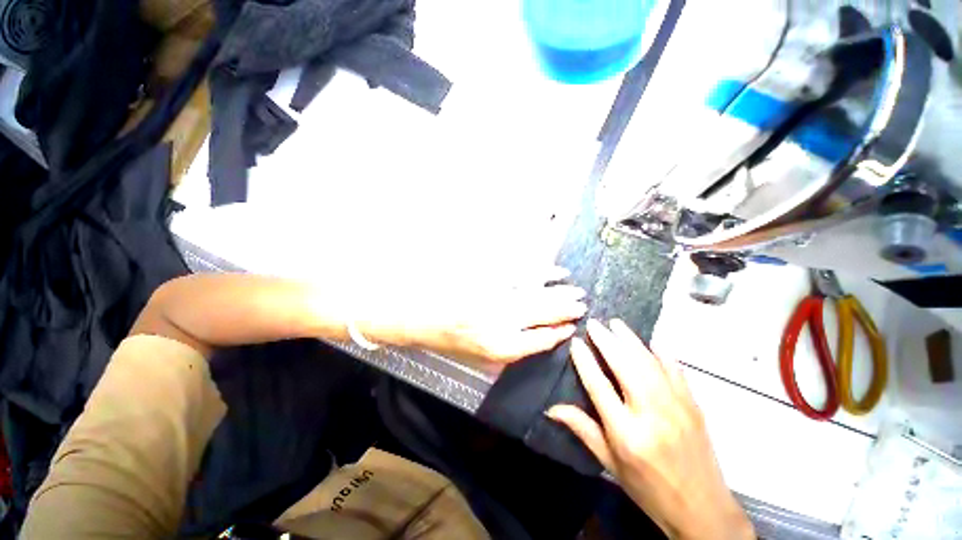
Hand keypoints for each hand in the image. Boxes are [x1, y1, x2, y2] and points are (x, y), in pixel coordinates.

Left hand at [360, 266, 586, 366]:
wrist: (416, 312)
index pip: (538, 342)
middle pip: (543, 315)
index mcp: (497, 347)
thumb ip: (505, 350)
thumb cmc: (445, 338)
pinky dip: (542, 272)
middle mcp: (502, 322)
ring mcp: (497, 297)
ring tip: (576, 292)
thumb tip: (532, 339)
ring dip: (560, 293)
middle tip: (583, 305)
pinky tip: (555, 272)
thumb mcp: (474, 355)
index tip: (572, 328)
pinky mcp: (491, 276)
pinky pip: (523, 273)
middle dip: (566, 311)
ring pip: (538, 294)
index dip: (558, 335)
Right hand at [547, 319, 753, 539]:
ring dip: (630, 339)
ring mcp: (676, 406)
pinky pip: (675, 370)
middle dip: (606, 341)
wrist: (702, 509)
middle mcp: (651, 413)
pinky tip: (651, 341)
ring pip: (648, 362)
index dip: (585, 360)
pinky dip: (661, 352)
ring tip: (615, 324)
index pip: (599, 386)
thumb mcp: (609, 462)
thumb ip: (582, 429)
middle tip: (593, 323)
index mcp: (626, 432)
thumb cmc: (648, 488)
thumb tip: (551, 408)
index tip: (576, 342)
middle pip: (624, 366)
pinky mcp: (693, 404)